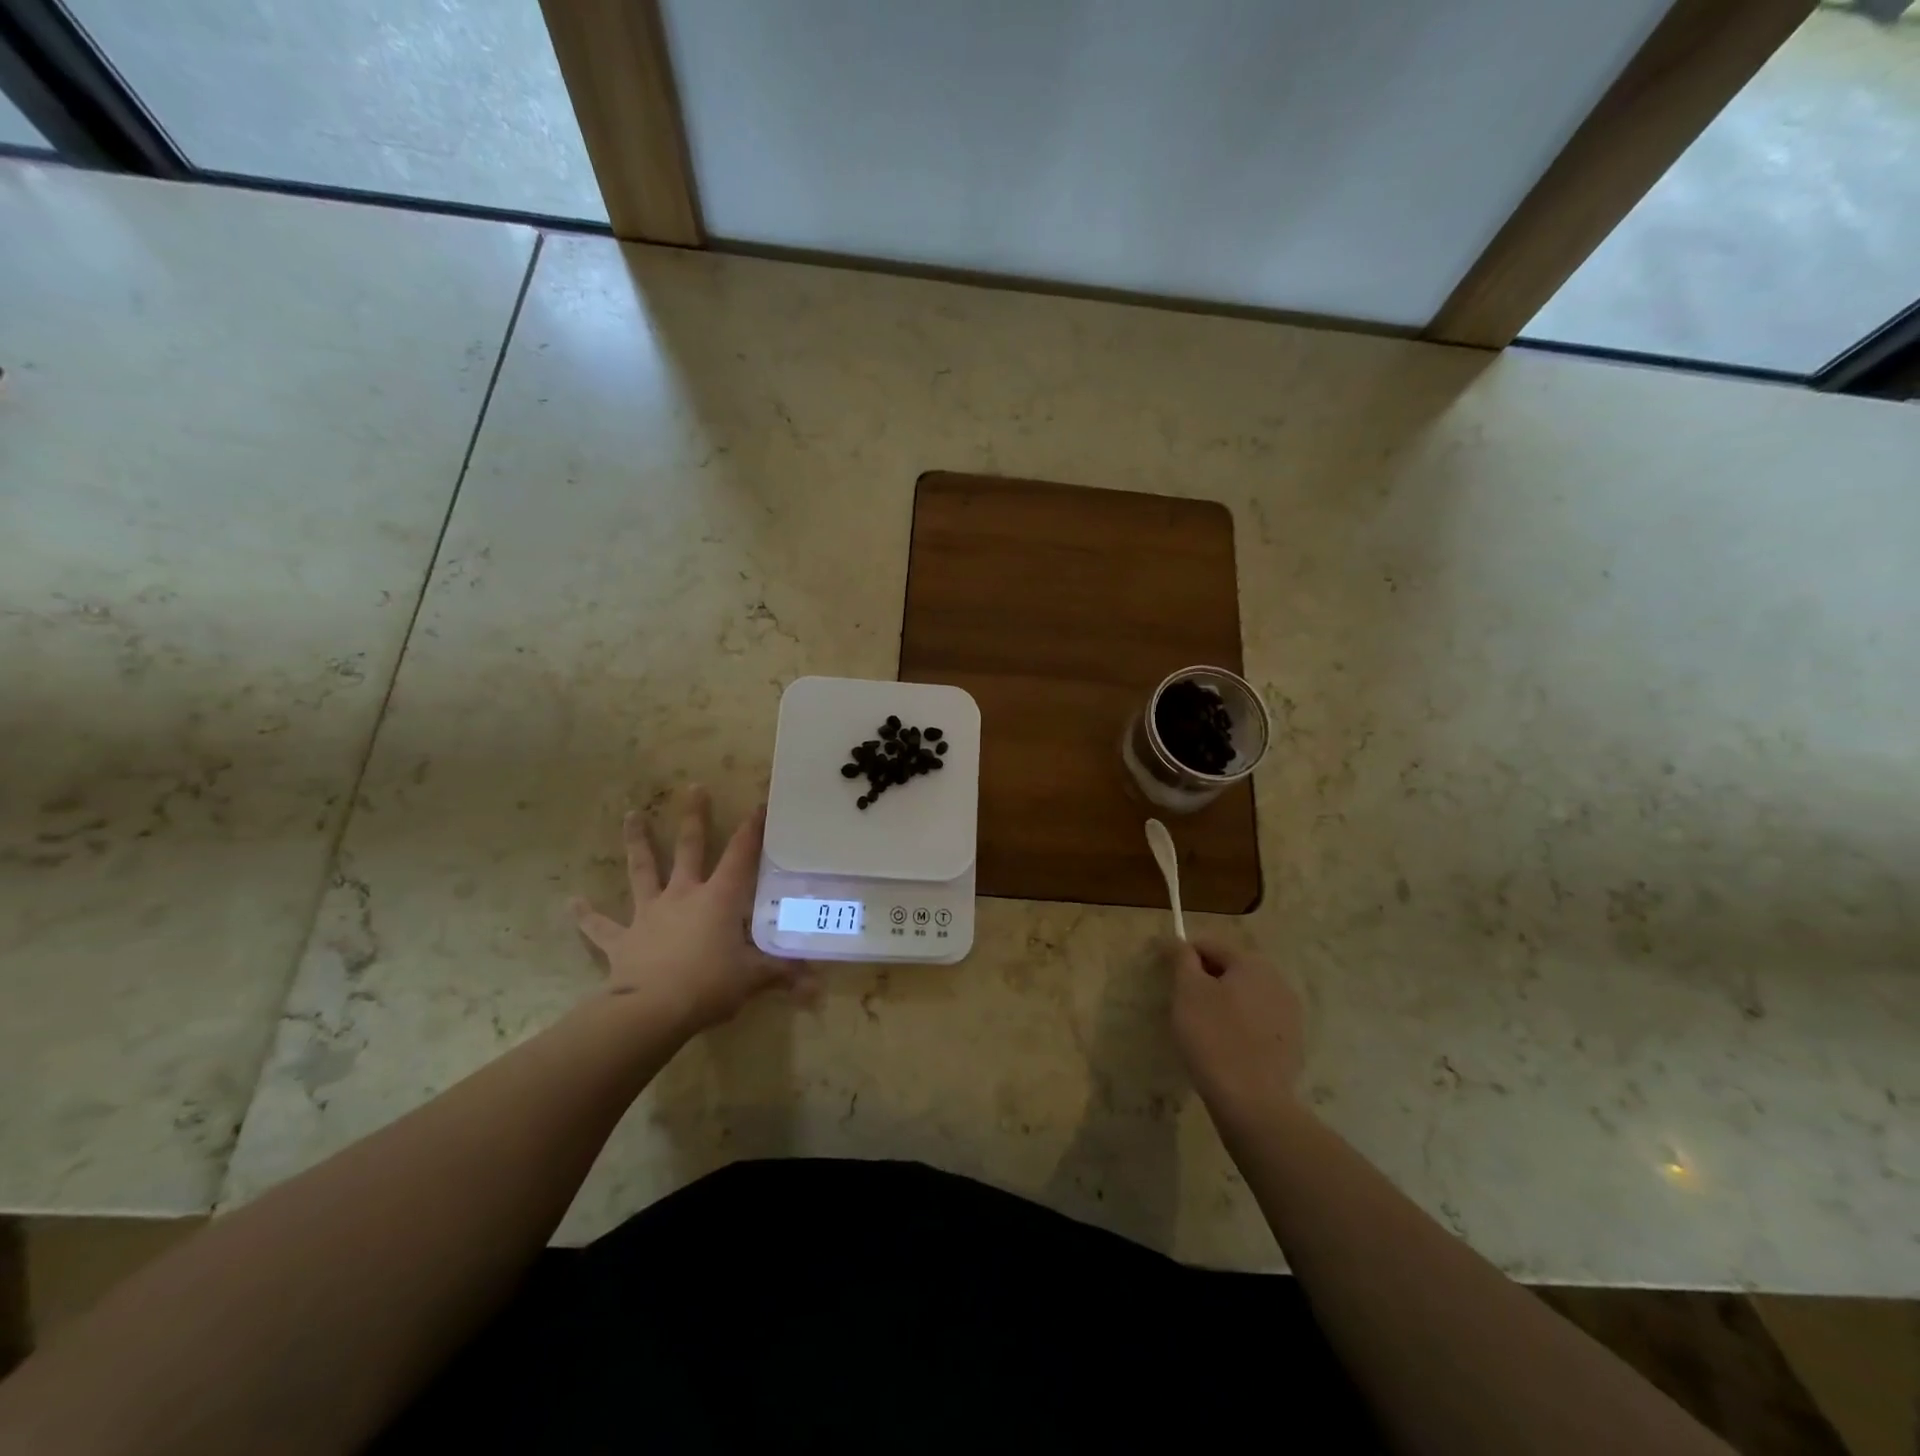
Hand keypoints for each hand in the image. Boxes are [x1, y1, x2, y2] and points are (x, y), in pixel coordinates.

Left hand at [570, 786, 812, 1035]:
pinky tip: (571, 902)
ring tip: (630, 814)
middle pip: (689, 848)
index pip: (741, 855)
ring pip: (642, 870)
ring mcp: (649, 914)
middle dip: (693, 816)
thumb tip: (818, 988)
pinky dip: (586, 915)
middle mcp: (683, 895)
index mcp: (719, 898)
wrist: (651, 1011)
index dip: (752, 829)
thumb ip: (784, 975)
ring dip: (637, 842)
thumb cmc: (709, 985)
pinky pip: (601, 926)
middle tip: (693, 786)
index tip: (759, 803)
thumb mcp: (754, 979)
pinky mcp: (622, 940)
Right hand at [1166, 935, 1304, 1117]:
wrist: (1252, 1102)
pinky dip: (1238, 1026)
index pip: (1209, 945)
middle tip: (1183, 1006)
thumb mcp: (1187, 991)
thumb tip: (1177, 940)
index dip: (1183, 957)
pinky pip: (1257, 1022)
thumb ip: (1182, 959)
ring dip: (1222, 1003)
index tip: (1168, 979)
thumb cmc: (1213, 1037)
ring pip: (1244, 996)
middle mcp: (1277, 981)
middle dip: (1205, 981)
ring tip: (1202, 1029)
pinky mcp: (1291, 1043)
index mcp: (1252, 963)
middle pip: (1230, 969)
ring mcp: (1289, 1014)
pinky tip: (1224, 1047)